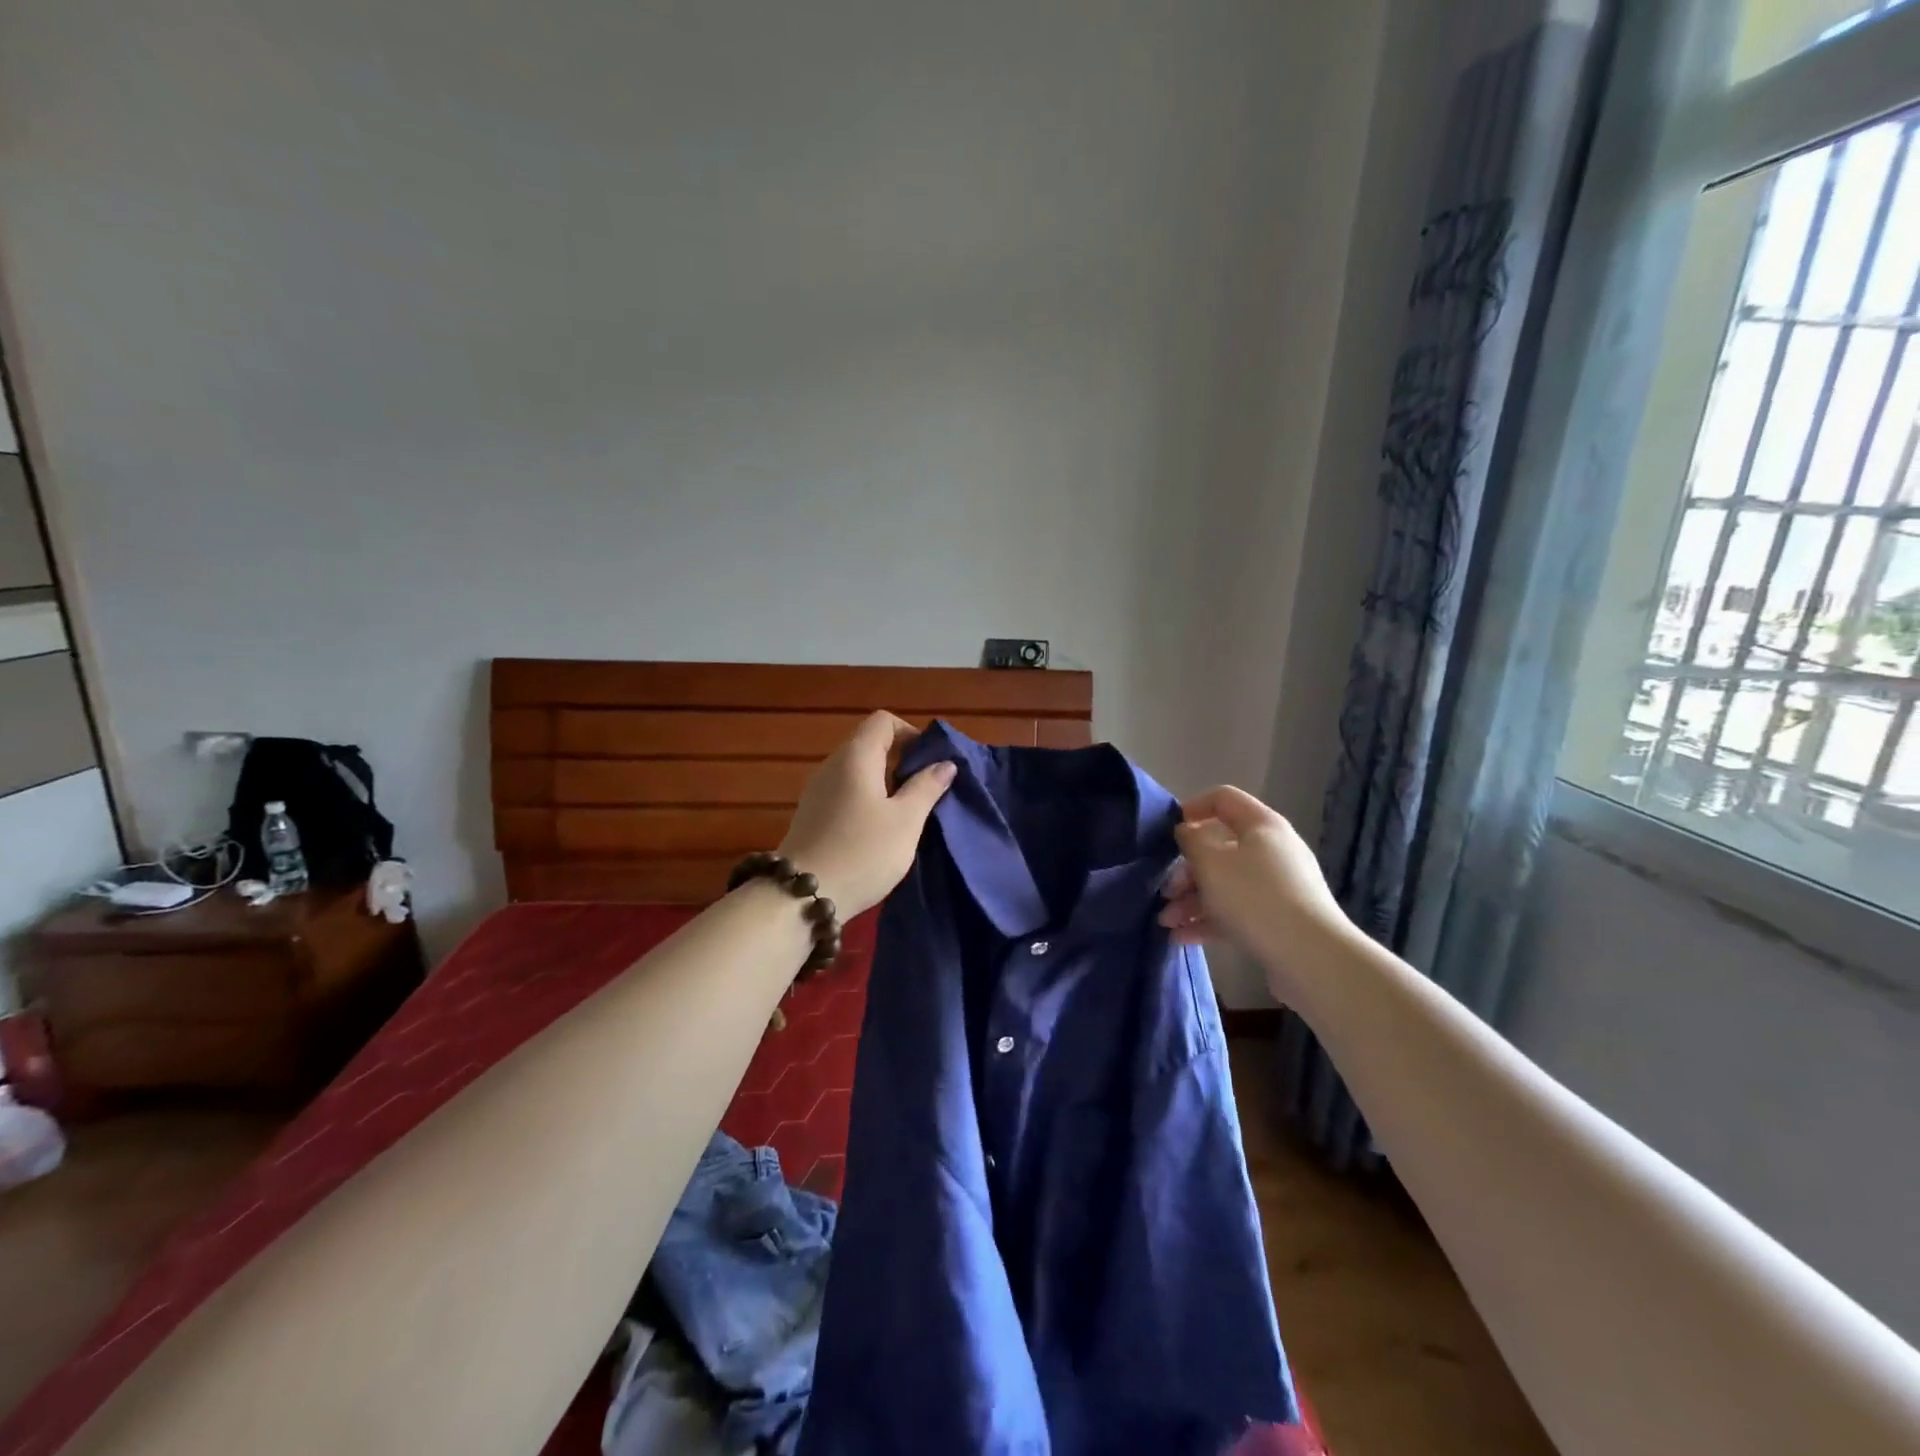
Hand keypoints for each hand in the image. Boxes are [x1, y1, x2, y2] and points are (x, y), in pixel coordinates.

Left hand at [778, 711, 956, 917]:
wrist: (802, 897)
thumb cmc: (862, 852)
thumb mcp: (906, 821)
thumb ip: (926, 787)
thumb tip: (944, 764)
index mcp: (855, 757)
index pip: (883, 721)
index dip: (910, 734)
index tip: (929, 763)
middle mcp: (832, 766)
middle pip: (870, 744)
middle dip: (901, 761)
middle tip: (926, 791)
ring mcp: (818, 791)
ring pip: (858, 771)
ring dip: (885, 784)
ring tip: (907, 813)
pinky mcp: (812, 815)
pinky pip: (846, 793)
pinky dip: (867, 800)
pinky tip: (880, 831)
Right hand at [1158, 786, 1349, 985]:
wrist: (1311, 958)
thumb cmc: (1255, 897)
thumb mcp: (1211, 862)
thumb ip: (1190, 840)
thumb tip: (1187, 832)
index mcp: (1261, 825)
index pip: (1223, 799)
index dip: (1192, 808)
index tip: (1168, 832)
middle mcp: (1272, 850)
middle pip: (1219, 848)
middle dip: (1185, 870)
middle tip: (1165, 891)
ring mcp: (1277, 887)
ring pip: (1224, 884)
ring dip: (1191, 900)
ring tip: (1166, 922)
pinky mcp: (1277, 920)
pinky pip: (1235, 911)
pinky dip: (1208, 920)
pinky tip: (1181, 937)